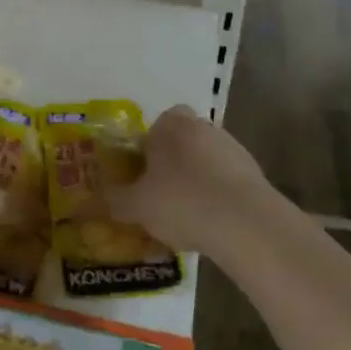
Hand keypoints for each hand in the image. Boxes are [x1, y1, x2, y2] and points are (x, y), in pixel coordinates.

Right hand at [106, 105, 279, 256]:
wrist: (246, 224)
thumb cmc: (181, 202)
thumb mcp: (136, 206)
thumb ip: (114, 200)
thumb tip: (95, 200)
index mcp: (171, 124)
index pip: (155, 125)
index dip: (147, 148)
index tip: (142, 175)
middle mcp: (203, 127)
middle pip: (181, 142)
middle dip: (171, 165)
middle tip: (159, 195)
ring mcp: (233, 149)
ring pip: (205, 162)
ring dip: (196, 181)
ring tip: (184, 217)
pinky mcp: (255, 174)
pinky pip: (226, 182)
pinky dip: (217, 198)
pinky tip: (210, 225)